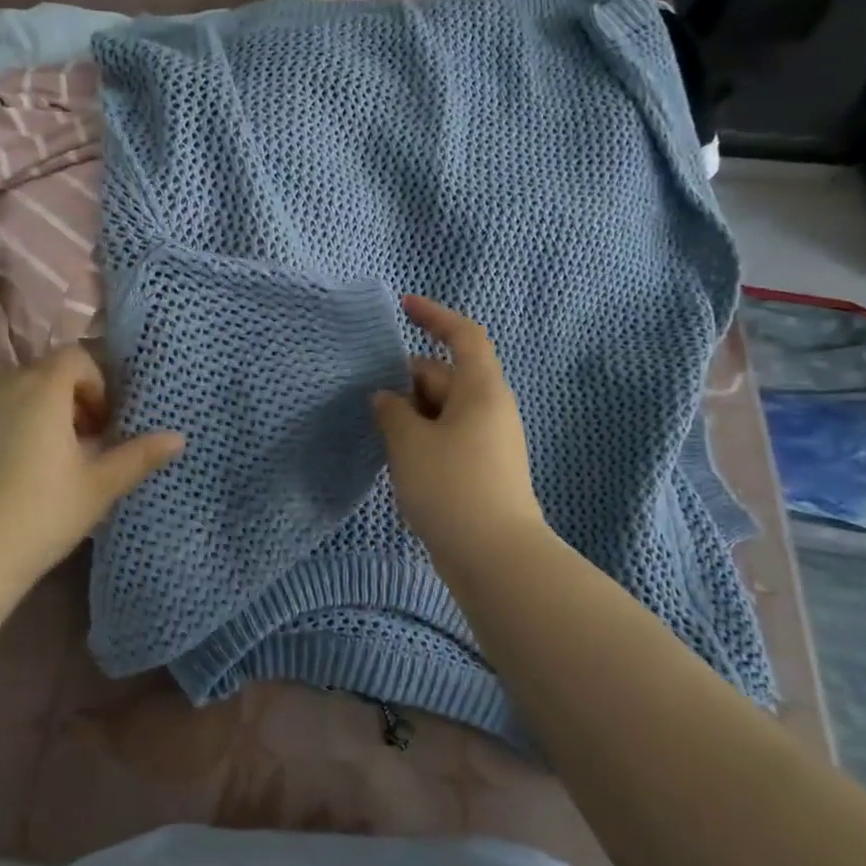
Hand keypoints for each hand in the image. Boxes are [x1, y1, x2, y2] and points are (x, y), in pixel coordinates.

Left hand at [0, 345, 183, 587]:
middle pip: (42, 373)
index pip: (76, 358)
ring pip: (7, 391)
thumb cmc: (39, 514)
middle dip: (66, 399)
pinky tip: (0, 476)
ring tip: (38, 459)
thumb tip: (178, 437)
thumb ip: (139, 456)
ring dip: (30, 411)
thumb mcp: (98, 487)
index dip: (96, 386)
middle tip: (77, 446)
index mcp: (42, 388)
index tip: (101, 427)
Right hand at [372, 295, 545, 567]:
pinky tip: (399, 464)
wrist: (495, 557)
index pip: (463, 335)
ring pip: (442, 411)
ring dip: (410, 416)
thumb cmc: (452, 486)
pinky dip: (422, 440)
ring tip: (380, 436)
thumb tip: (386, 398)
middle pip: (445, 376)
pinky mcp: (482, 470)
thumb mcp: (409, 442)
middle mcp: (489, 409)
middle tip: (370, 402)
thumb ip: (391, 411)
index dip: (435, 315)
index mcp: (480, 389)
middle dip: (406, 382)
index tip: (404, 307)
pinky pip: (447, 438)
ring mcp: (488, 441)